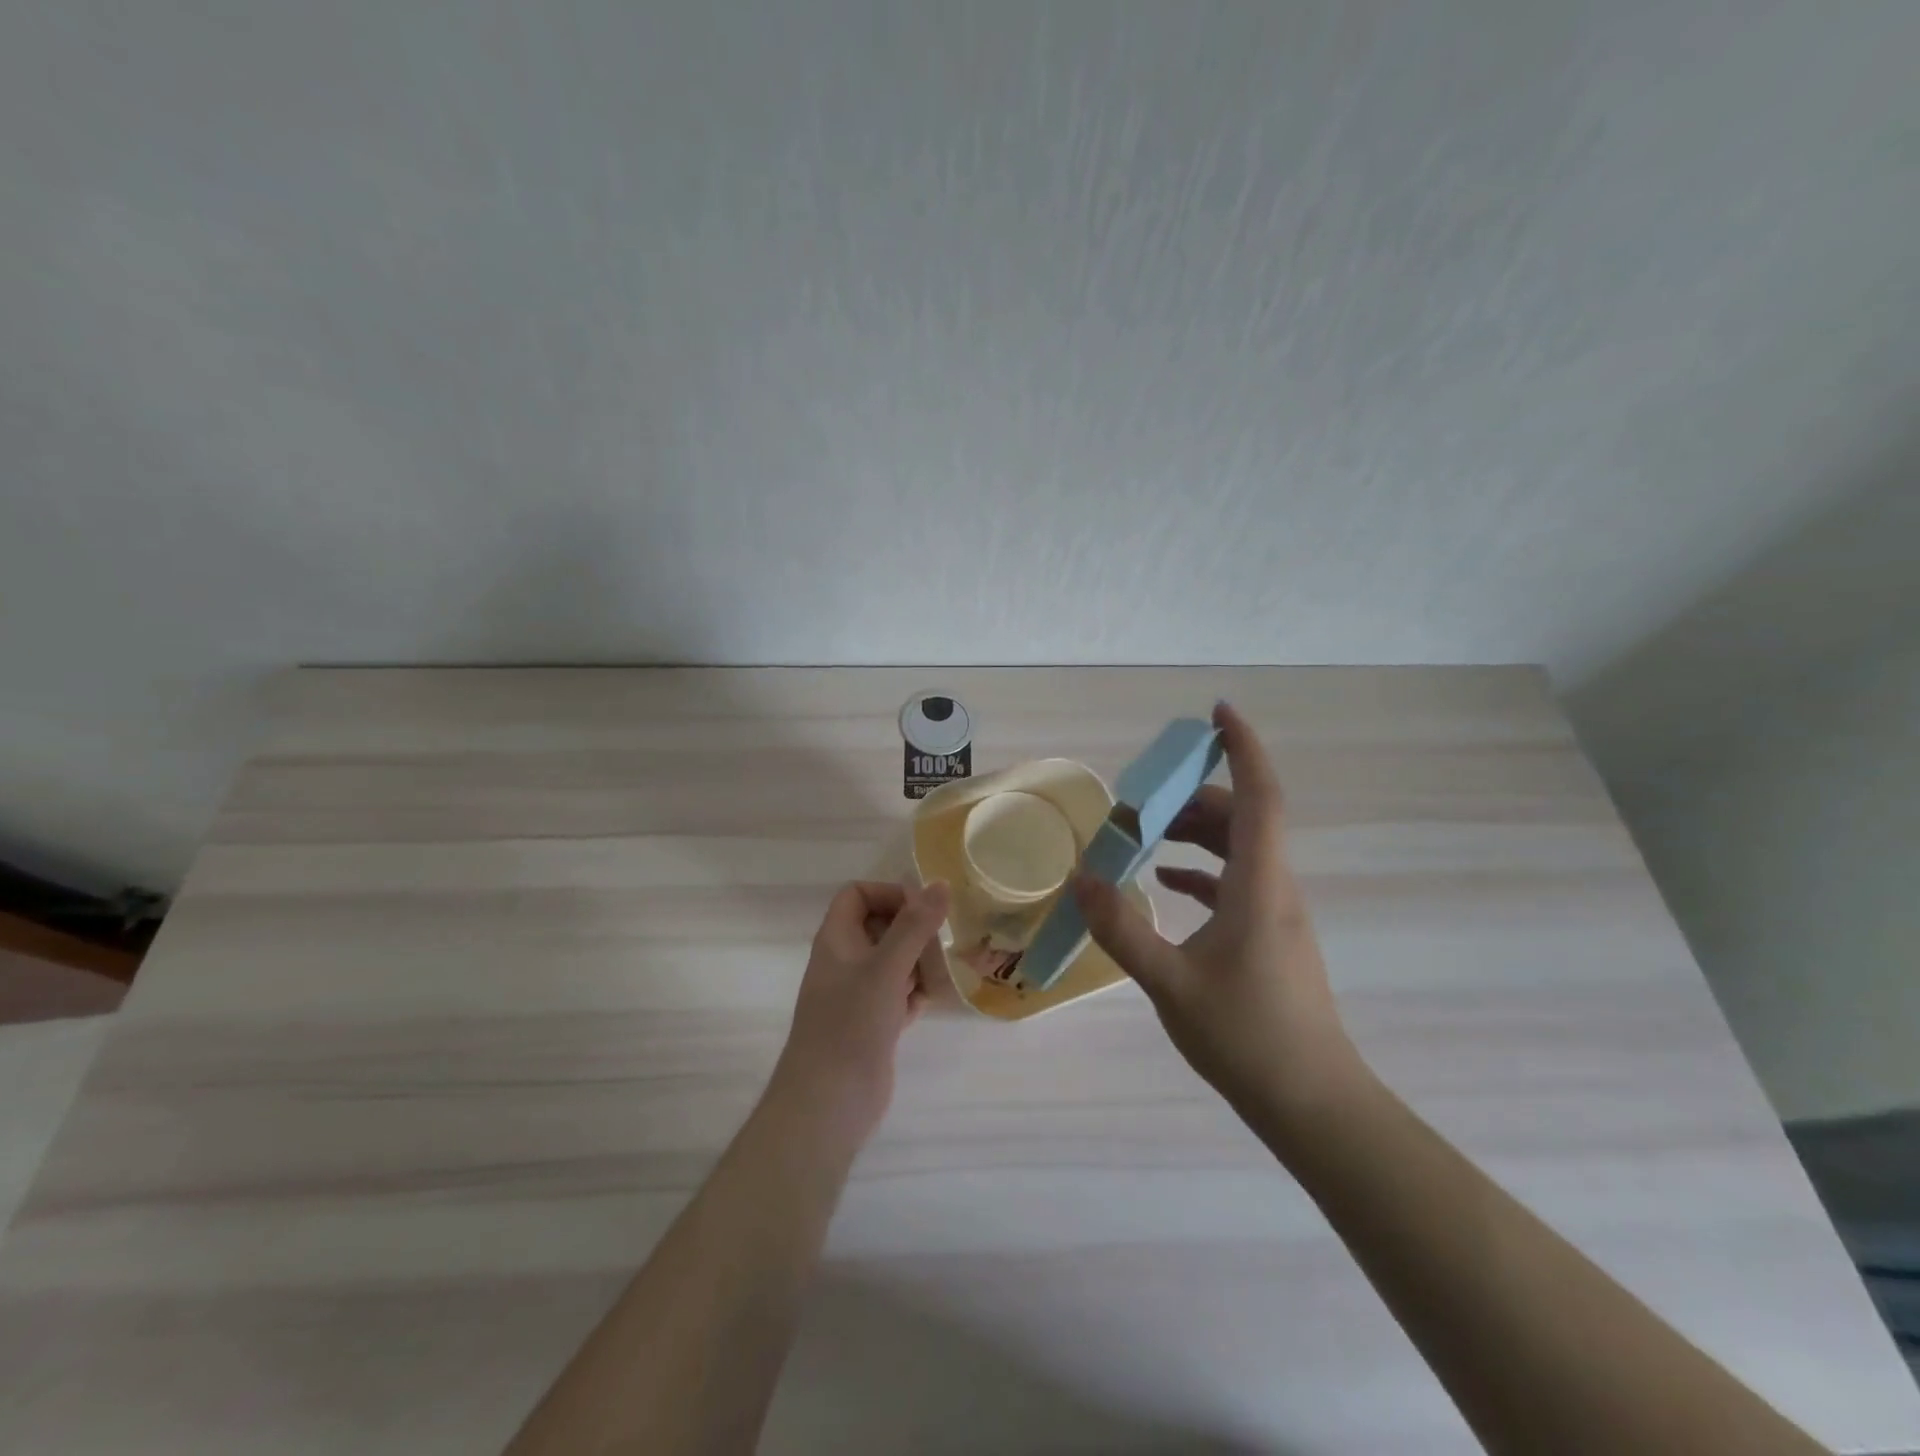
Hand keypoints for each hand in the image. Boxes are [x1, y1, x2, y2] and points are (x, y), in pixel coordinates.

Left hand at [767, 880, 950, 1148]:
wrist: (829, 1103)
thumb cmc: (851, 1024)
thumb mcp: (886, 968)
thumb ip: (915, 925)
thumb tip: (940, 884)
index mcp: (836, 939)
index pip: (858, 894)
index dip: (889, 894)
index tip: (922, 911)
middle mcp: (844, 960)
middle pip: (880, 926)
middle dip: (912, 931)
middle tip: (940, 945)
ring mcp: (857, 993)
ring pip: (893, 960)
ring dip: (918, 962)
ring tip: (941, 974)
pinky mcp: (872, 1022)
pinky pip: (898, 992)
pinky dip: (915, 993)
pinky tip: (930, 1003)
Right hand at [1073, 702, 1360, 1132]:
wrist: (1313, 1104)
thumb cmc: (1247, 1037)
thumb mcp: (1171, 982)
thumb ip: (1122, 929)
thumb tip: (1080, 879)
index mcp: (1260, 885)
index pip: (1259, 796)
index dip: (1242, 748)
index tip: (1217, 712)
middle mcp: (1275, 887)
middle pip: (1241, 818)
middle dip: (1193, 796)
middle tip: (1140, 801)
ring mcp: (1276, 913)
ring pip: (1239, 849)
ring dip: (1195, 833)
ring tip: (1143, 836)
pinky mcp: (1269, 937)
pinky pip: (1235, 882)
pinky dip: (1200, 870)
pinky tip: (1164, 882)